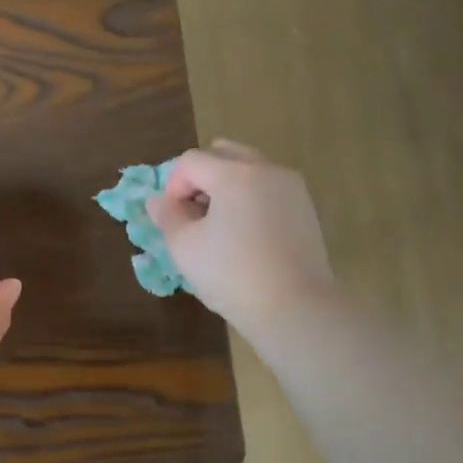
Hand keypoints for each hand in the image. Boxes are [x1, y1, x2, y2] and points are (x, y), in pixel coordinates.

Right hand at [148, 140, 337, 343]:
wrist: (294, 307)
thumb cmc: (232, 275)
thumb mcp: (185, 248)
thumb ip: (167, 217)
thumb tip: (157, 200)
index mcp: (234, 173)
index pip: (190, 161)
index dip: (173, 187)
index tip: (174, 220)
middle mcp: (266, 169)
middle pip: (223, 154)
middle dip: (201, 178)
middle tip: (194, 215)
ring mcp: (290, 187)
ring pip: (249, 170)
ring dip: (226, 187)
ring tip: (219, 227)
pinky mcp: (305, 208)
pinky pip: (268, 189)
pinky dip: (250, 200)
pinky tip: (245, 236)